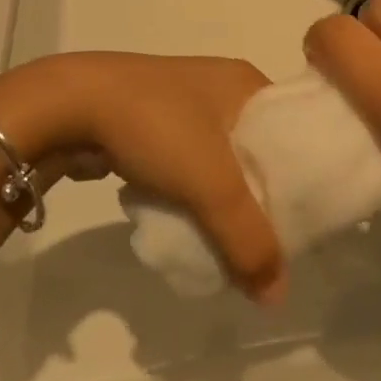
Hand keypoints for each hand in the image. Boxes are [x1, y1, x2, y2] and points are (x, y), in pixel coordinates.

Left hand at [0, 52, 286, 301]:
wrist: (72, 105)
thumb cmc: (157, 126)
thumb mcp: (212, 184)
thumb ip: (249, 240)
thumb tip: (277, 297)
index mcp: (246, 82)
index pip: (293, 133)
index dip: (304, 178)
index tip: (308, 223)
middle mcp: (221, 87)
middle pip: (257, 153)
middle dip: (260, 198)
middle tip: (269, 243)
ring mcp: (185, 103)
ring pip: (220, 162)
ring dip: (223, 200)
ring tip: (231, 242)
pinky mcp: (154, 123)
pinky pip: (188, 165)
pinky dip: (192, 194)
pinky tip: (190, 223)